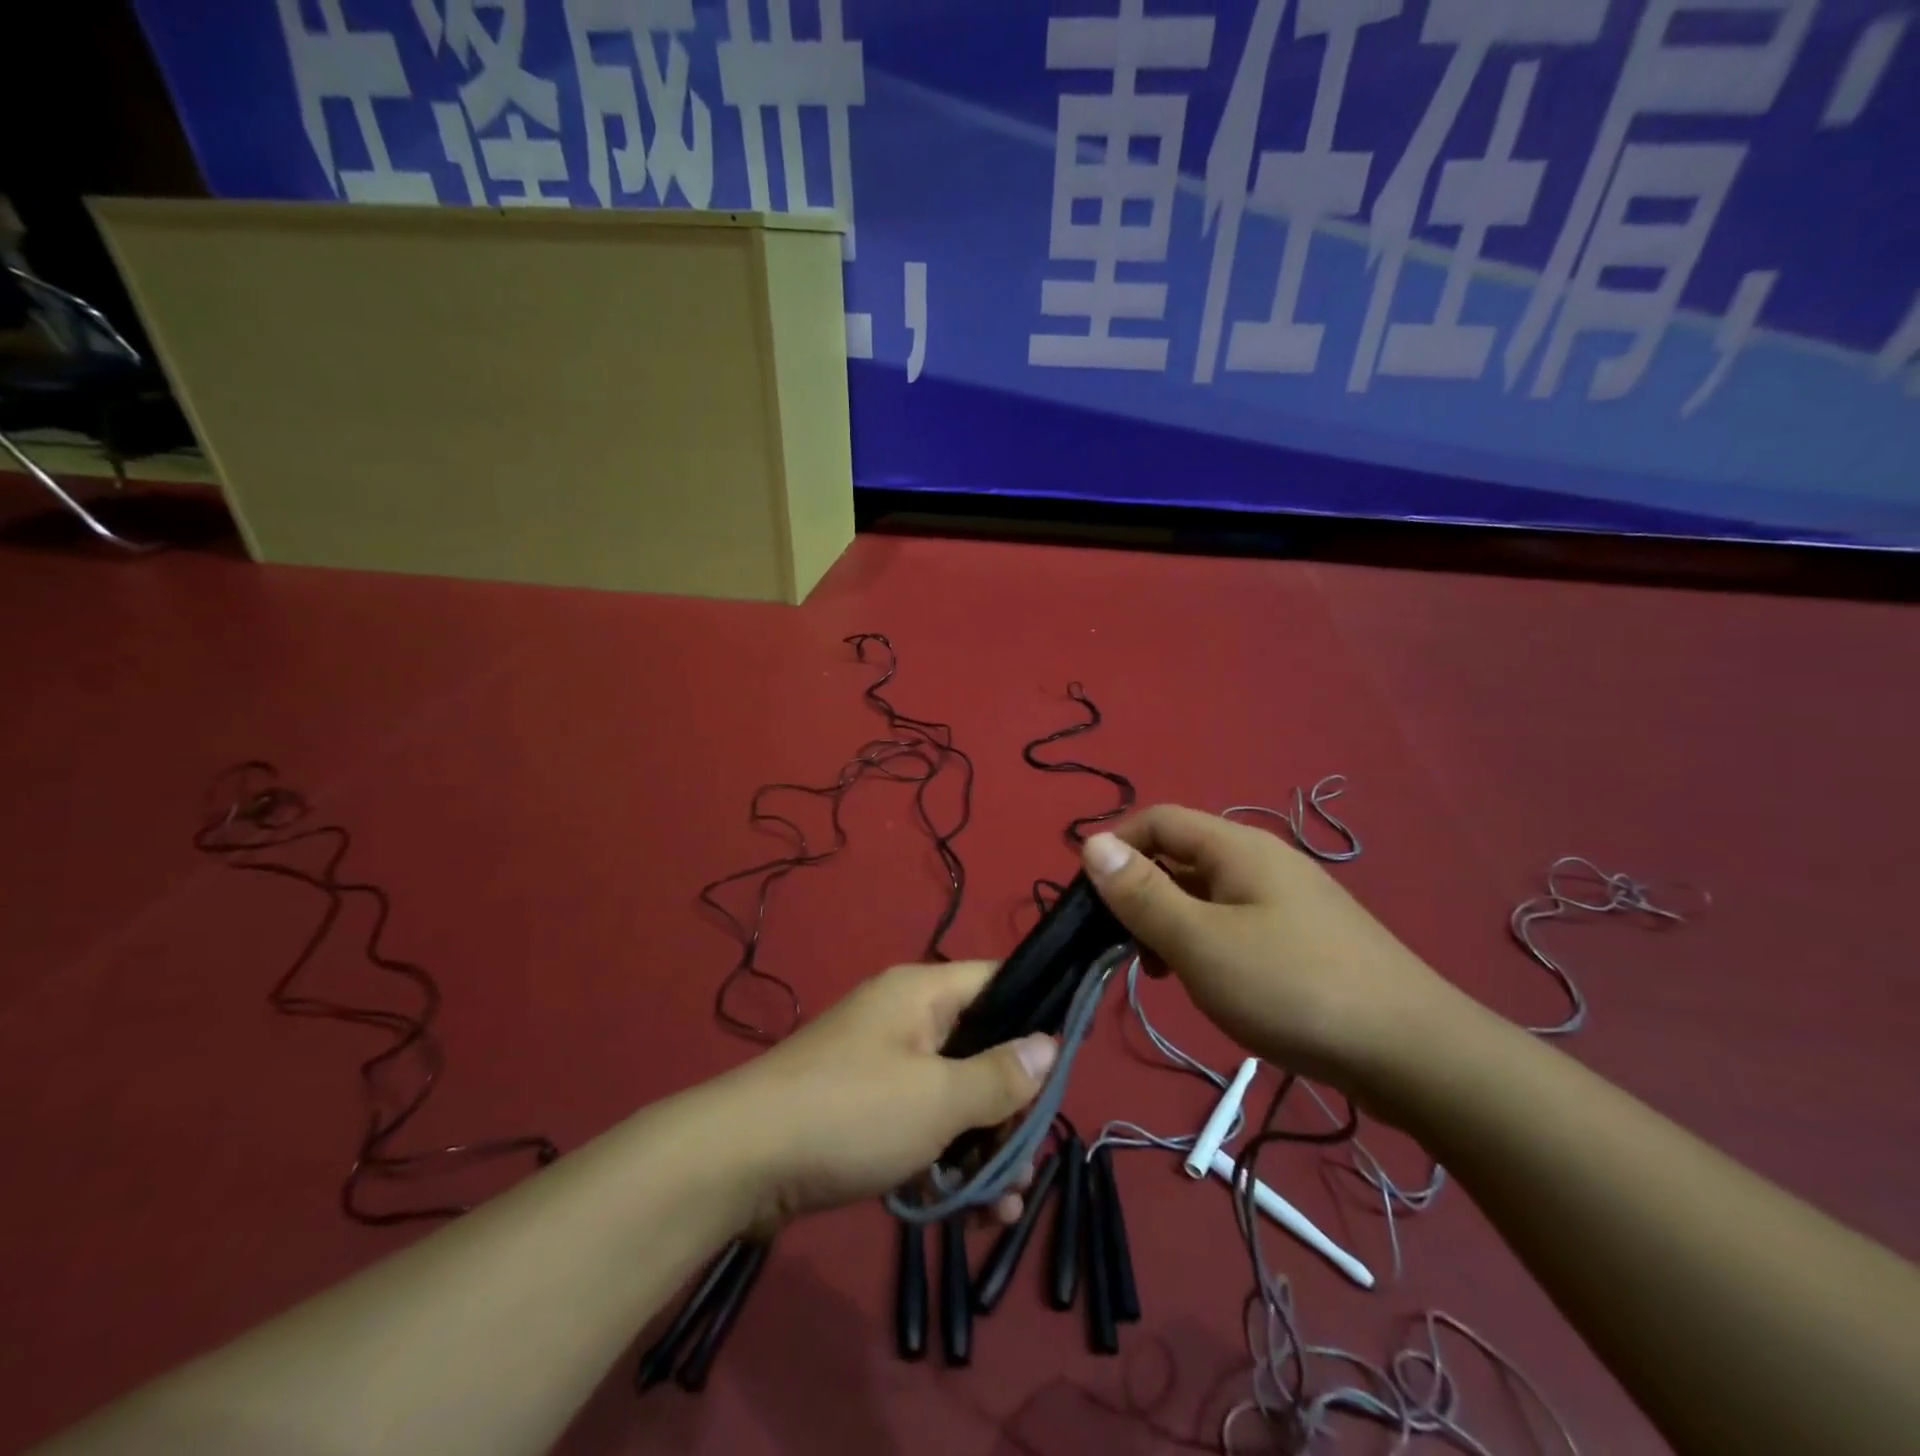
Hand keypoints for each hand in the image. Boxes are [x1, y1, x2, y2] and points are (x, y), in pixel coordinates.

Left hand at [713, 961, 1056, 1230]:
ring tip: (1004, 1205)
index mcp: (923, 993)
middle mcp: (904, 1019)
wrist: (739, 1162)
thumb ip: (1000, 1075)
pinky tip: (967, 1212)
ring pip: (952, 1096)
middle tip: (1029, 1162)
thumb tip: (1049, 1045)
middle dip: (1010, 1108)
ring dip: (982, 1148)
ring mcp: (880, 1065)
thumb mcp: (938, 1099)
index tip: (1067, 1066)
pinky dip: (943, 1160)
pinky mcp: (861, 1110)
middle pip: (980, 1048)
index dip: (1036, 1015)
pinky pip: (919, 1124)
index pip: (998, 981)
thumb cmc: (851, 1113)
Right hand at [1081, 806, 1456, 1090]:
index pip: (1158, 820)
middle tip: (1121, 946)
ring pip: (1206, 894)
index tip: (1087, 898)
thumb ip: (1142, 893)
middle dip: (1141, 892)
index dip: (1115, 847)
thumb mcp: (1200, 942)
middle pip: (1181, 856)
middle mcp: (1262, 862)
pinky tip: (1207, 983)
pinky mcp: (1304, 939)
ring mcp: (1288, 900)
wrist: (1414, 1054)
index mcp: (1237, 848)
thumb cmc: (1292, 988)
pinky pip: (1234, 923)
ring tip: (1161, 972)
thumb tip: (1092, 843)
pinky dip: (1205, 943)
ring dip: (1171, 922)